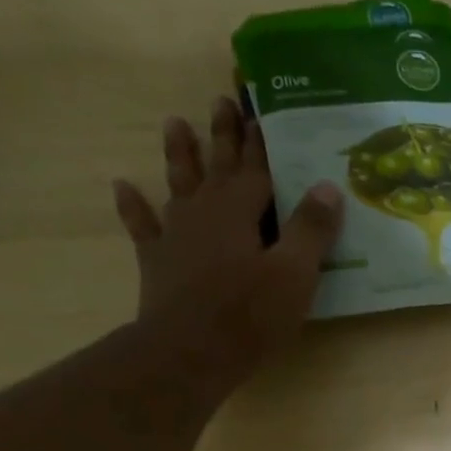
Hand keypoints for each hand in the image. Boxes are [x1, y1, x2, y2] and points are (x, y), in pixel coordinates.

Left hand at [112, 95, 344, 378]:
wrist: (190, 351)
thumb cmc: (250, 314)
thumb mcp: (295, 273)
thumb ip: (311, 229)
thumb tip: (327, 185)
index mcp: (240, 211)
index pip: (257, 167)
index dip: (263, 141)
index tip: (263, 110)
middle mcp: (205, 212)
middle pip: (216, 165)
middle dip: (223, 134)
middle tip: (221, 99)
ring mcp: (177, 235)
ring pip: (178, 184)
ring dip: (179, 155)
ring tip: (175, 124)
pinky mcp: (158, 261)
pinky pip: (143, 225)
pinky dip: (133, 206)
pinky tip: (123, 186)